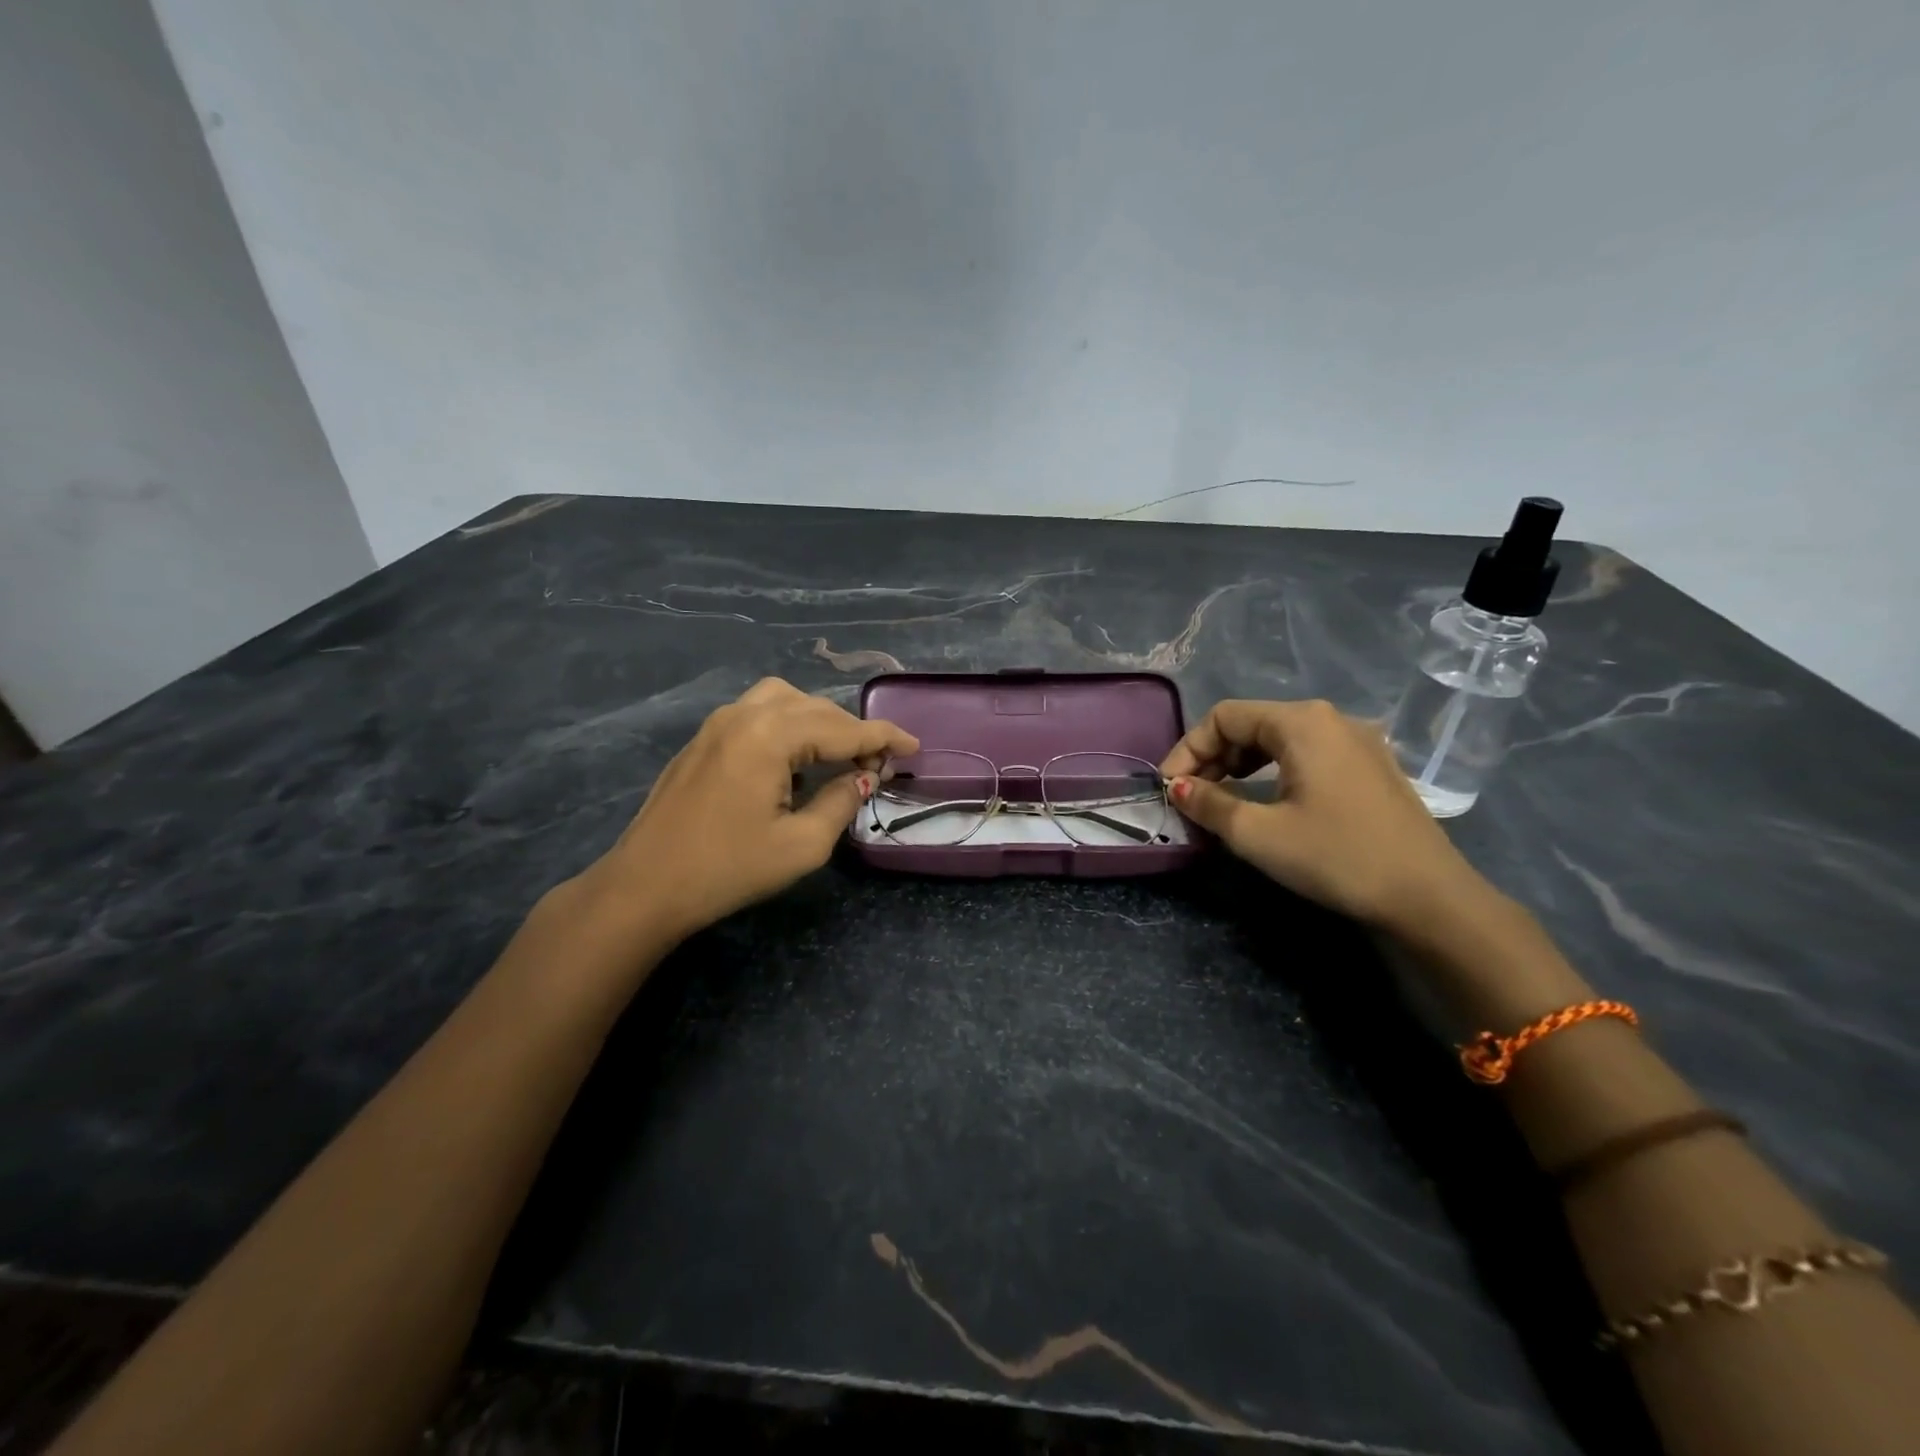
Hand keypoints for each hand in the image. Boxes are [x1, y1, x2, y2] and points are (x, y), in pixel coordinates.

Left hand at [578, 678, 918, 944]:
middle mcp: (744, 715)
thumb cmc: (728, 869)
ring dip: (820, 720)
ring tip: (839, 754)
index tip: (914, 746)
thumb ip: (842, 801)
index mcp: (770, 735)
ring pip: (785, 700)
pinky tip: (796, 757)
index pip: (842, 727)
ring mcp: (718, 723)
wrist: (645, 886)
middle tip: (879, 763)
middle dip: (853, 731)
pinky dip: (789, 724)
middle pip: (815, 707)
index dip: (883, 736)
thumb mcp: (802, 844)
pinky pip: (758, 712)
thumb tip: (864, 776)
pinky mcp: (703, 739)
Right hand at [1159, 699, 1492, 933]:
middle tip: (1192, 797)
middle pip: (1252, 723)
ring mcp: (1357, 741)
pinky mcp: (1371, 767)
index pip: (1224, 717)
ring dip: (1241, 765)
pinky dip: (1274, 771)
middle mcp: (1330, 719)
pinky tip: (1267, 801)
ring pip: (1280, 739)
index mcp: (1301, 722)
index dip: (1188, 749)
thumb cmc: (1336, 857)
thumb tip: (1179, 787)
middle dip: (1213, 757)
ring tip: (1221, 799)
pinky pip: (1307, 754)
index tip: (1170, 788)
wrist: (1428, 897)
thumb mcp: (1258, 834)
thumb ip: (1209, 804)